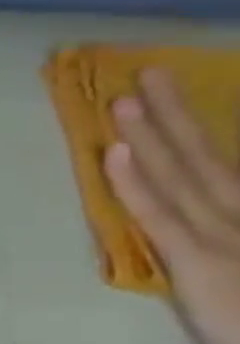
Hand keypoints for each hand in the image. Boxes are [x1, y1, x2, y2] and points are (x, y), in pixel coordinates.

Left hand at [106, 68, 239, 343]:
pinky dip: (135, 184)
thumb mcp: (228, 269)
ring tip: (121, 98)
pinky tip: (115, 153)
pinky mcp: (205, 264)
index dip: (188, 129)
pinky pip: (162, 217)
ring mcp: (228, 238)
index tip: (158, 96)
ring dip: (152, 134)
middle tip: (142, 73)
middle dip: (172, 114)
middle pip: (204, 157)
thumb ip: (203, 237)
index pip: (217, 166)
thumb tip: (186, 204)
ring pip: (182, 176)